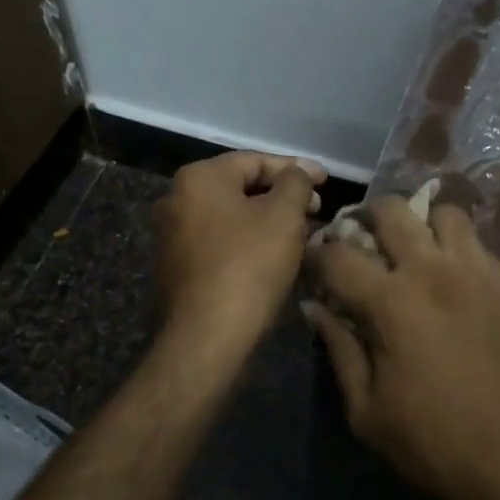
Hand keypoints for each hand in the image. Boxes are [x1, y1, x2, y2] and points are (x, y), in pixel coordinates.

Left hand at [154, 152, 323, 363]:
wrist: (206, 338)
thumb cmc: (248, 265)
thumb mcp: (284, 215)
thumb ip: (296, 183)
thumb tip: (297, 176)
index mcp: (199, 177)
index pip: (256, 161)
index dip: (296, 168)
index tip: (327, 181)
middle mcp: (177, 199)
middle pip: (242, 187)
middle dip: (283, 196)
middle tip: (317, 209)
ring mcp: (172, 235)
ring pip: (233, 217)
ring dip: (269, 221)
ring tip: (303, 233)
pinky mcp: (177, 267)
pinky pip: (221, 241)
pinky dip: (250, 242)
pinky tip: (276, 257)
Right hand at [304, 197, 499, 499]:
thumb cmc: (441, 445)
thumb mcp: (369, 413)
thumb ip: (340, 351)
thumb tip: (316, 309)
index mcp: (392, 301)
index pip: (339, 254)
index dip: (318, 253)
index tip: (316, 261)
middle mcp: (436, 270)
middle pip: (392, 210)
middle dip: (367, 217)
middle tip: (365, 240)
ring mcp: (482, 271)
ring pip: (445, 214)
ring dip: (422, 225)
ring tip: (419, 252)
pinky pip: (481, 247)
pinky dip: (460, 253)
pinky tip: (460, 286)